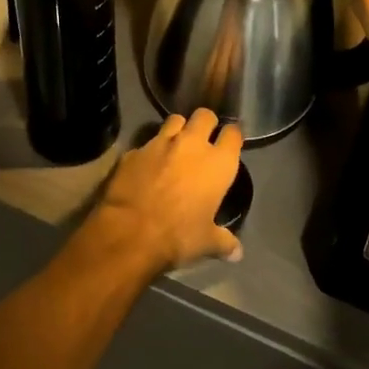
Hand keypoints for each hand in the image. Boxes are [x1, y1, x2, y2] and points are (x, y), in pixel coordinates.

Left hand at [91, 110, 244, 271]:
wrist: (131, 231)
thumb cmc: (179, 235)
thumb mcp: (206, 243)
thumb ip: (224, 242)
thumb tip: (237, 253)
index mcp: (217, 163)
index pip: (233, 133)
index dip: (232, 135)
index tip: (230, 142)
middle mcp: (191, 144)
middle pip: (204, 115)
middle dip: (205, 123)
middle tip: (203, 138)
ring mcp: (160, 142)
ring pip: (174, 120)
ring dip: (178, 129)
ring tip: (175, 146)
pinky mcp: (134, 150)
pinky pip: (146, 143)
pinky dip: (150, 151)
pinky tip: (146, 166)